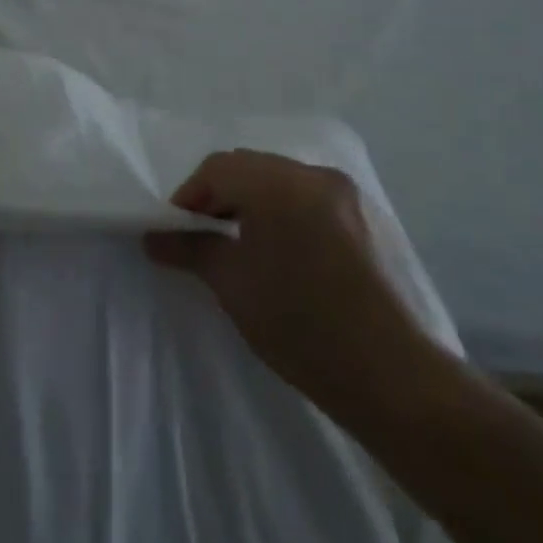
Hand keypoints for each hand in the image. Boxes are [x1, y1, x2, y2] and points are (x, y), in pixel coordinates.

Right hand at [145, 150, 434, 421]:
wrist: (390, 375)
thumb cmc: (299, 325)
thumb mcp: (233, 284)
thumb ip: (190, 249)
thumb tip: (152, 238)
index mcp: (279, 183)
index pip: (218, 168)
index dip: (189, 195)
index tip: (176, 231)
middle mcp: (313, 174)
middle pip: (249, 167)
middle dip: (219, 195)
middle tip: (201, 236)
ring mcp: (343, 192)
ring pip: (278, 179)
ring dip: (250, 201)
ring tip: (236, 244)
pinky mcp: (361, 216)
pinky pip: (306, 196)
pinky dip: (281, 209)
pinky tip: (276, 249)